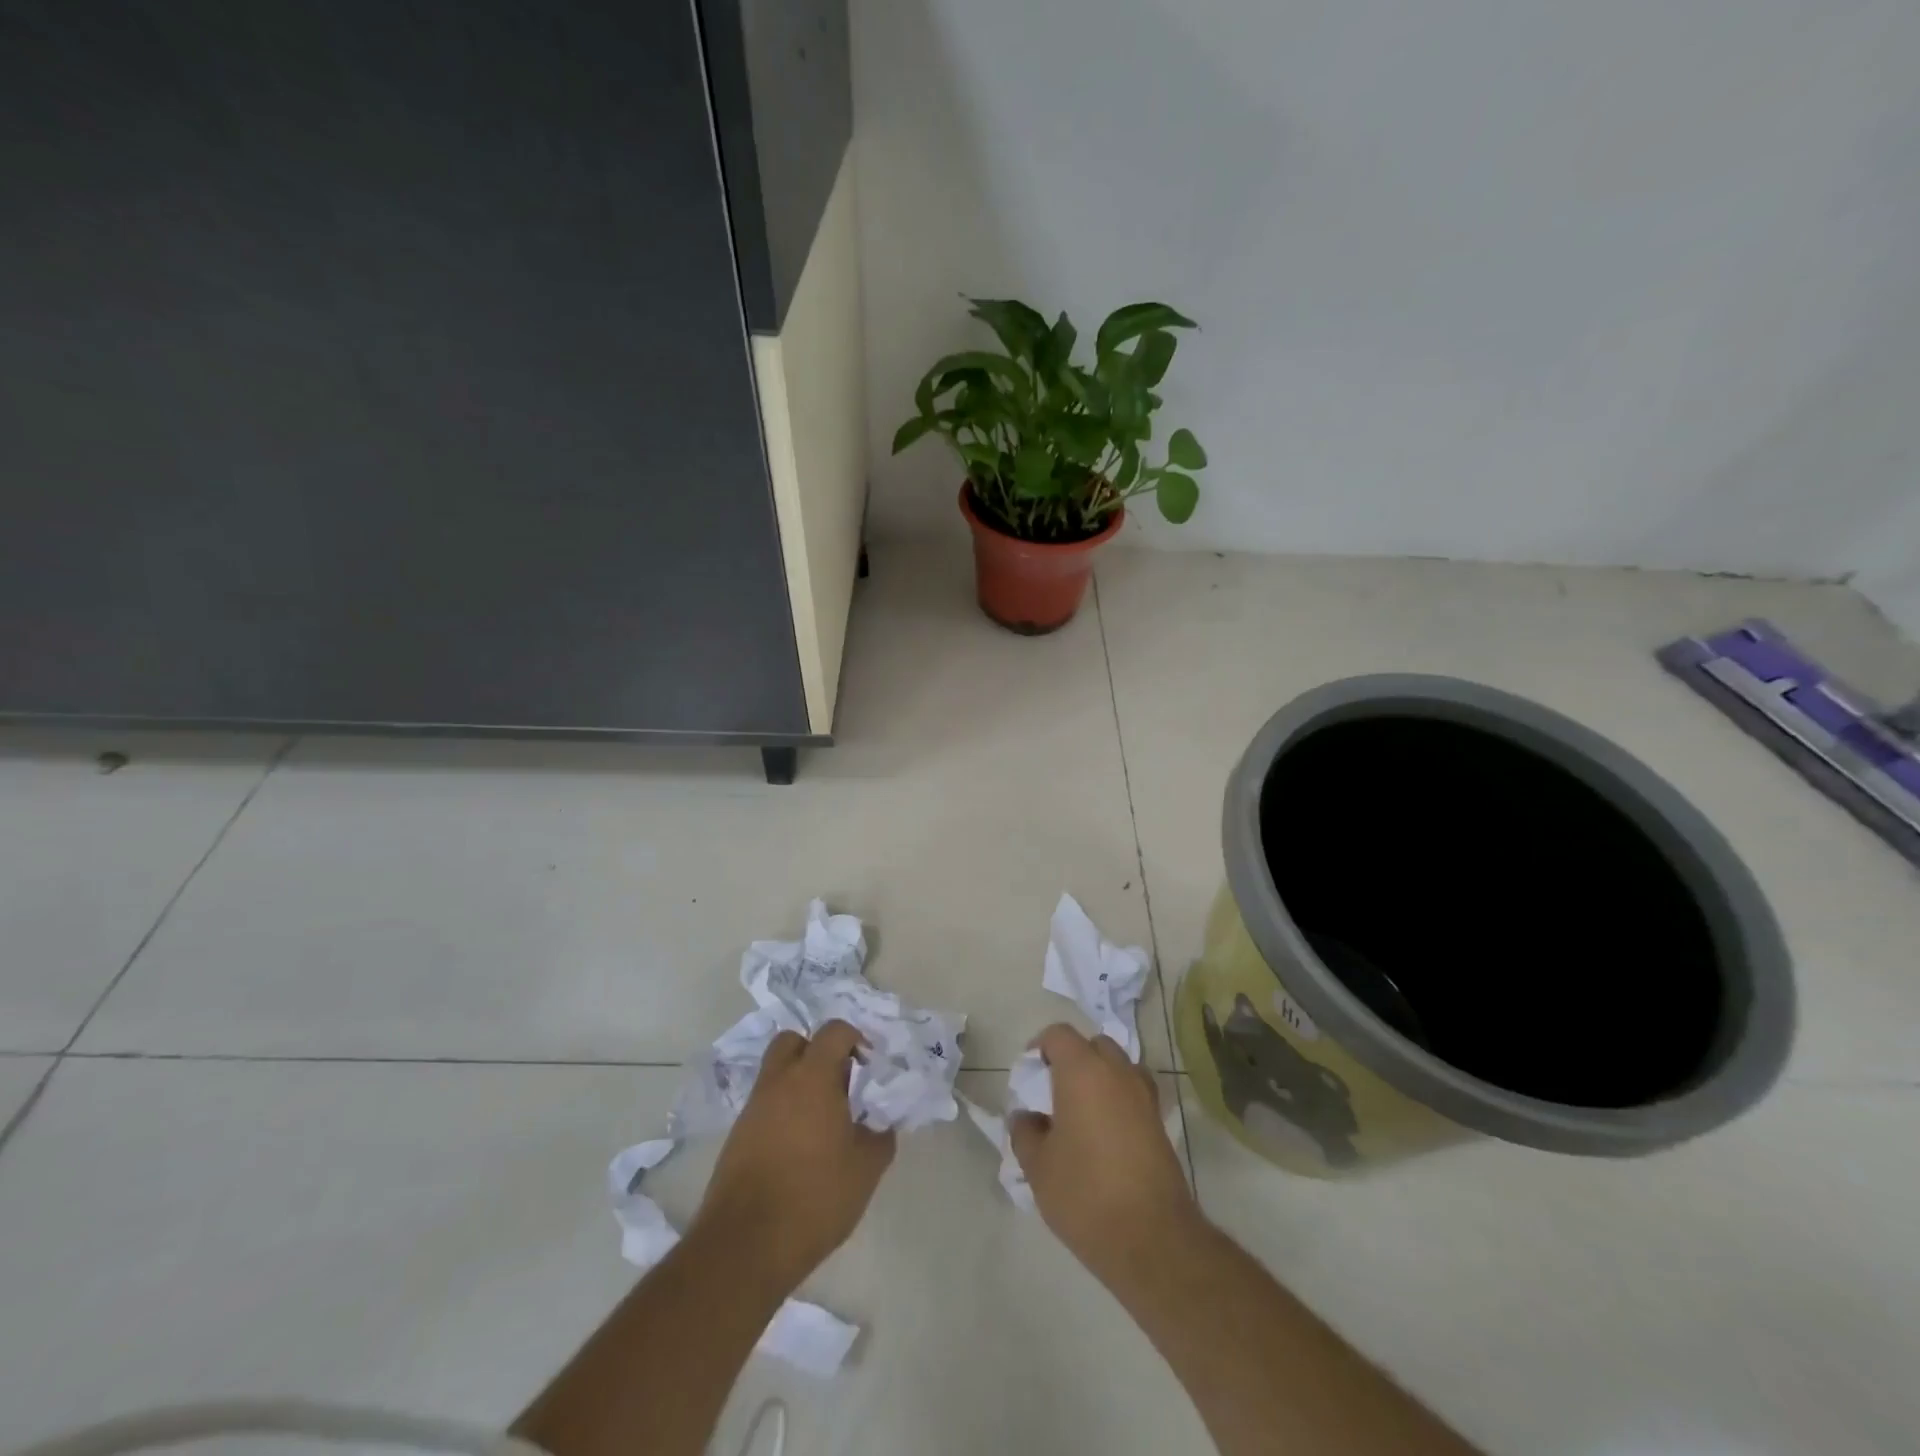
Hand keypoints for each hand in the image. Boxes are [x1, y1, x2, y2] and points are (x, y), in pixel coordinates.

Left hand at [690, 1021, 895, 1293]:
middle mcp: (778, 1081)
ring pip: (776, 1074)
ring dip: (799, 1084)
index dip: (855, 1040)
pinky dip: (783, 1111)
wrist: (745, 1246)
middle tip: (839, 1084)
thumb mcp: (865, 1170)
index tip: (869, 1066)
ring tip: (822, 1122)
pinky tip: (799, 1147)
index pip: (834, 1031)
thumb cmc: (814, 1197)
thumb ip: (880, 1137)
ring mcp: (753, 1108)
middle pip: (794, 1042)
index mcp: (812, 1077)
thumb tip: (881, 1124)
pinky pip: (765, 1105)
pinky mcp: (737, 1136)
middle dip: (817, 1052)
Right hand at [1010, 1024, 1200, 1280]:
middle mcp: (1117, 1072)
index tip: (1030, 1076)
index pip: (1059, 1035)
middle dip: (1073, 1059)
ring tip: (1082, 1112)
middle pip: (1093, 1045)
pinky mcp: (1160, 1122)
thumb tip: (1025, 1117)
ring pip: (1118, 1067)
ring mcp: (1144, 1095)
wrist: (1152, 1239)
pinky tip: (1105, 1134)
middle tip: (1055, 1092)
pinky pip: (1134, 1093)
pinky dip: (1119, 1099)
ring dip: (1100, 1077)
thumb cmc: (1085, 1194)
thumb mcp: (1038, 1167)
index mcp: (1082, 1071)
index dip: (1041, 1048)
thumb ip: (1025, 1132)